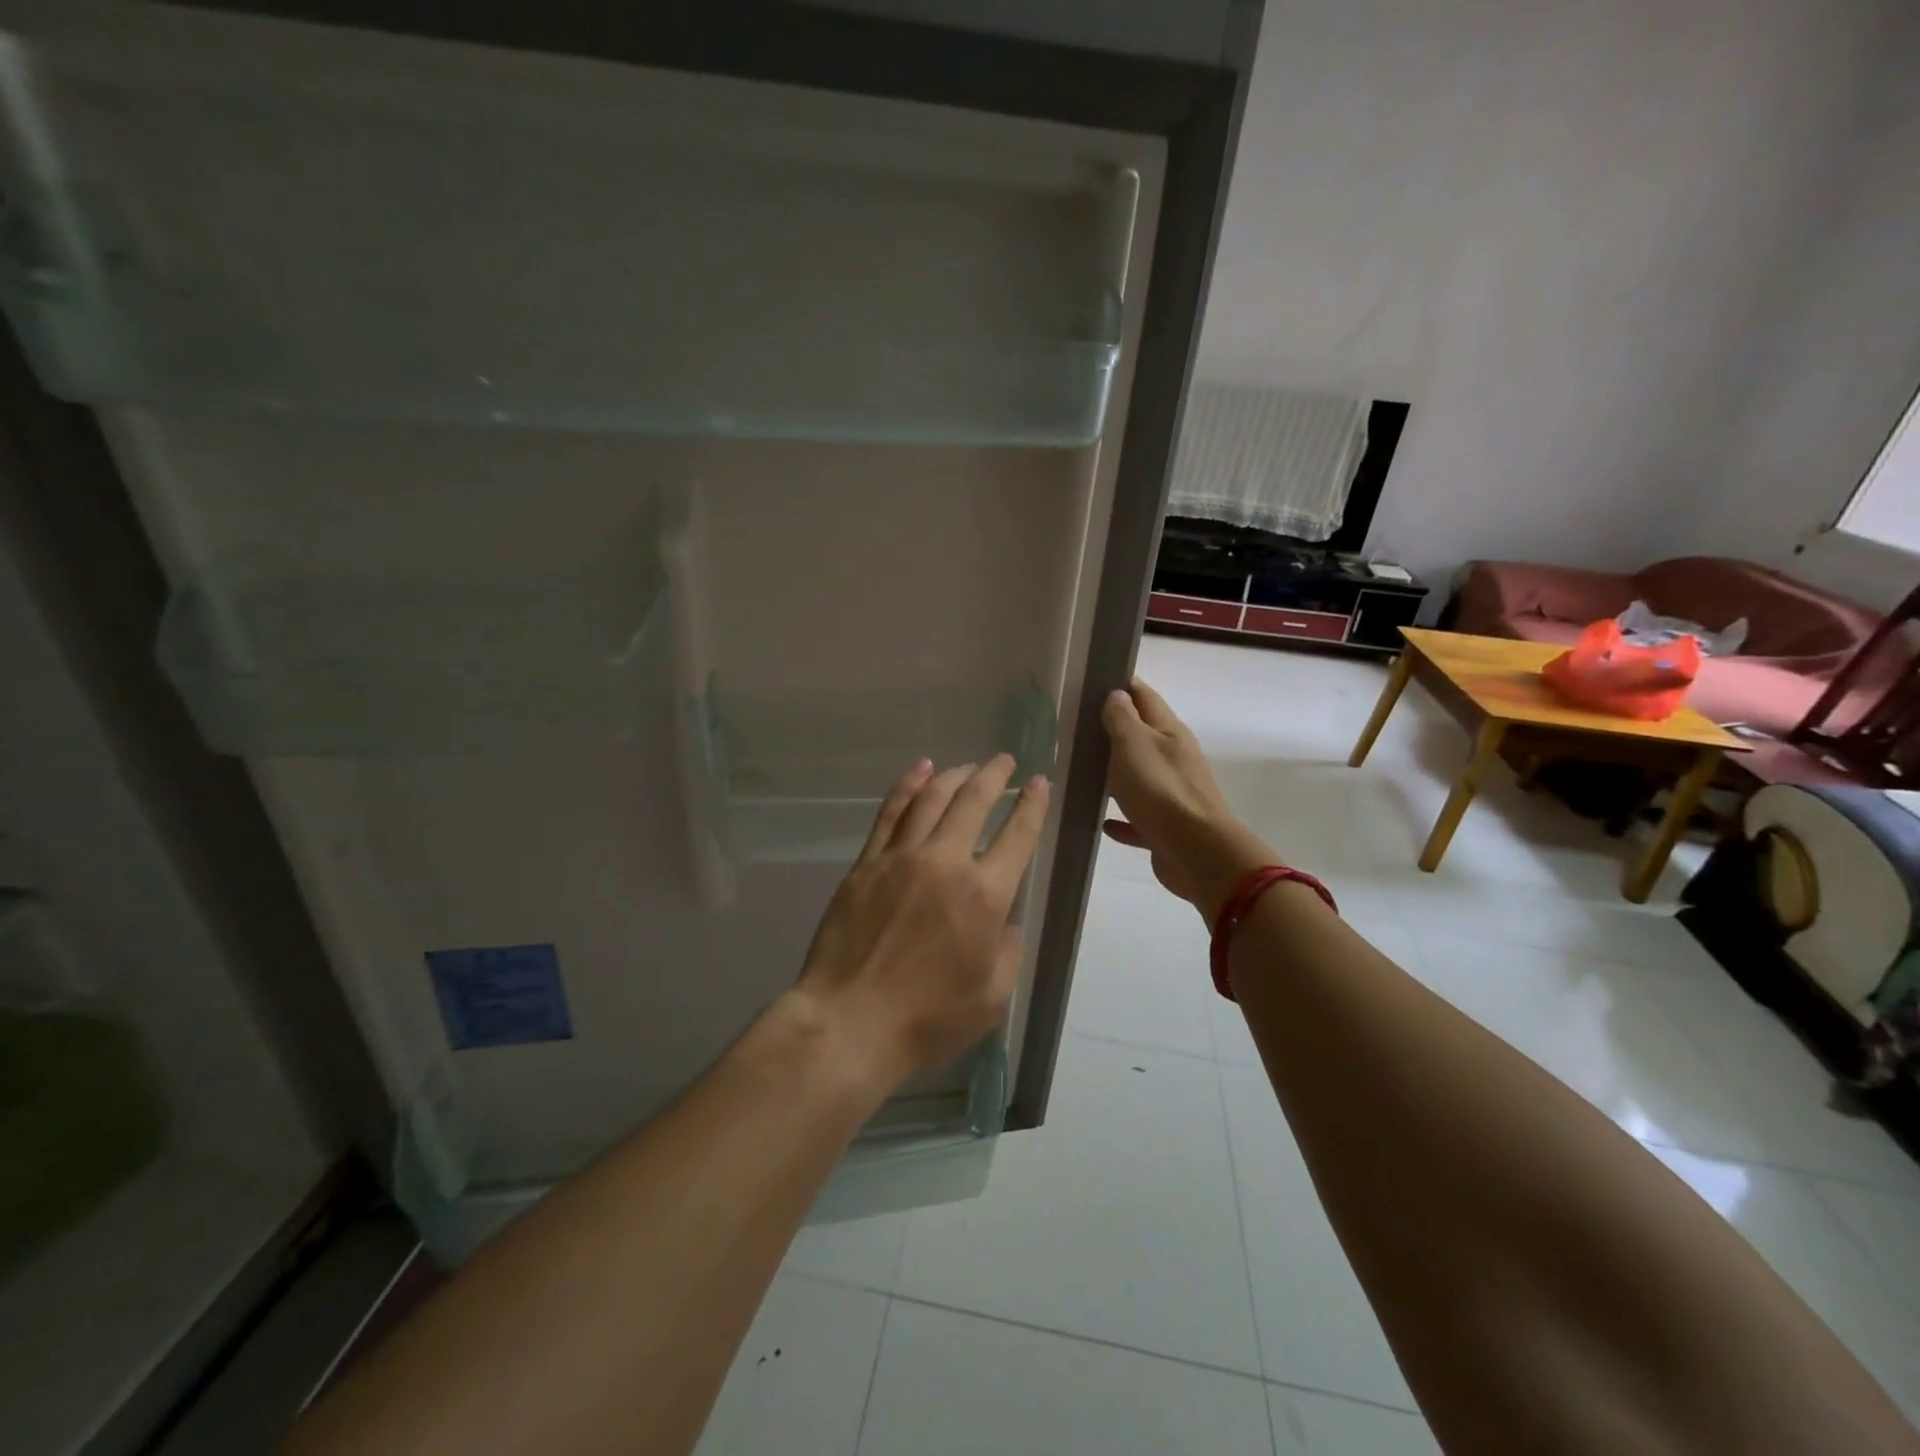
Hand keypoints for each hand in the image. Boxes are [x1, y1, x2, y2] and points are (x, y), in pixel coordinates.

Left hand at [789, 754, 1049, 1088]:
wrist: (850, 1021)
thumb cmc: (928, 1019)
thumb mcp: (992, 998)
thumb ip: (1008, 951)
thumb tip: (1004, 922)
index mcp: (985, 896)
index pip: (1018, 835)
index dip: (1033, 805)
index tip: (1039, 783)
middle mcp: (946, 863)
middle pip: (974, 802)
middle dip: (995, 776)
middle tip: (1005, 761)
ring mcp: (902, 858)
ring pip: (932, 799)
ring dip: (954, 775)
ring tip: (968, 765)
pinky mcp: (867, 863)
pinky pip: (890, 813)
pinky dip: (908, 786)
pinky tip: (919, 770)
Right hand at [1101, 678, 1272, 919]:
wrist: (1195, 851)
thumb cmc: (1160, 789)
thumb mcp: (1133, 743)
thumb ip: (1122, 718)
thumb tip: (1117, 694)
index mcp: (1169, 732)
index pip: (1144, 696)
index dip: (1121, 684)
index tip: (1092, 680)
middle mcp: (1173, 758)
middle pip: (1141, 737)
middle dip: (1113, 730)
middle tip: (1075, 727)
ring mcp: (1171, 794)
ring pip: (1138, 776)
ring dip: (1115, 774)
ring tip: (1081, 771)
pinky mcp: (1164, 827)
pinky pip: (1137, 816)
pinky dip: (1121, 816)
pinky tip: (1103, 820)